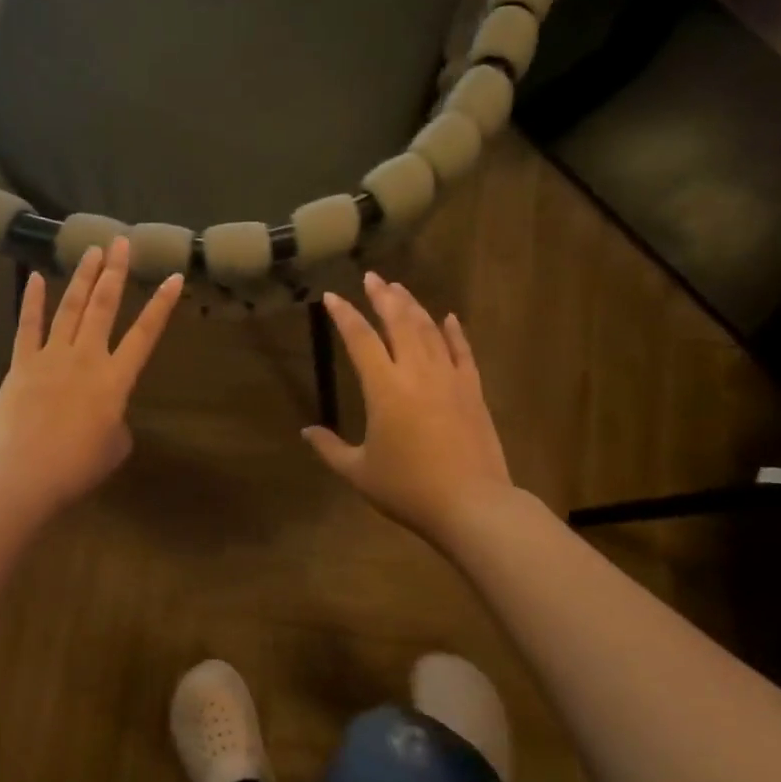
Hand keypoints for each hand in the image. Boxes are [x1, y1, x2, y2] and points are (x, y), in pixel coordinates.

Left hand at [0, 237, 180, 519]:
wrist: (22, 474)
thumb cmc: (76, 467)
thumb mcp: (114, 447)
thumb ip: (117, 421)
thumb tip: (107, 413)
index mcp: (116, 380)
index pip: (145, 334)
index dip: (161, 305)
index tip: (173, 277)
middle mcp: (86, 358)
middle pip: (104, 307)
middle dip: (115, 272)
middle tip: (121, 242)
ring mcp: (51, 357)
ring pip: (70, 308)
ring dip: (83, 277)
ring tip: (92, 250)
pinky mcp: (21, 364)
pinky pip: (27, 326)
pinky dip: (33, 301)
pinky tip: (37, 277)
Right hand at [303, 273, 513, 549]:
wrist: (471, 504)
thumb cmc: (408, 489)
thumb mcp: (358, 473)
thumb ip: (330, 449)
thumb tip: (307, 431)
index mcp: (384, 388)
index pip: (360, 339)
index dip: (345, 315)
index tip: (332, 297)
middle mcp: (417, 372)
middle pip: (399, 322)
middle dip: (383, 297)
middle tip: (373, 277)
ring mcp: (449, 378)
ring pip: (430, 330)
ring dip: (413, 307)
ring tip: (400, 289)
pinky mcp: (473, 391)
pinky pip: (462, 352)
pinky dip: (454, 332)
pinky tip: (449, 318)